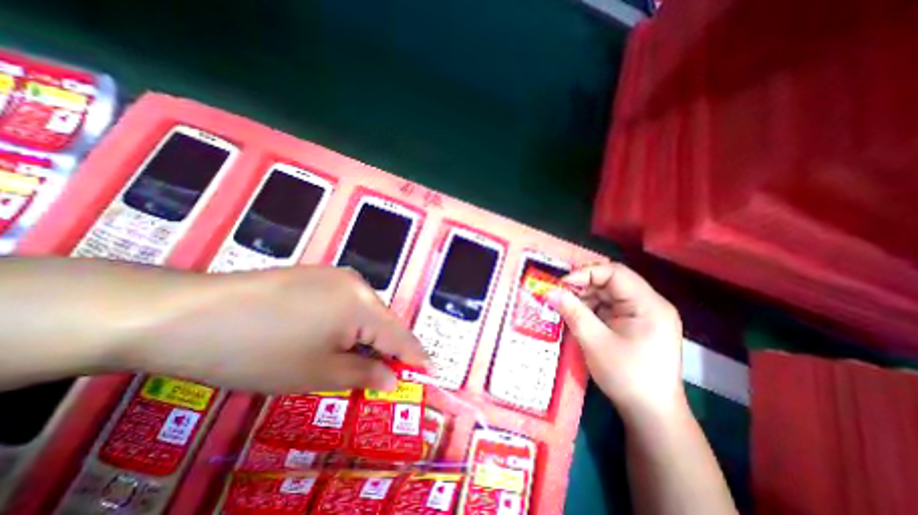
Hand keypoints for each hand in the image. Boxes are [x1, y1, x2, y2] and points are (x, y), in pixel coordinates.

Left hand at [114, 267, 427, 392]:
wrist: (186, 315)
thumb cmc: (259, 351)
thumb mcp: (317, 373)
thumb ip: (364, 375)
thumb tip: (393, 380)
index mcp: (363, 304)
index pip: (401, 336)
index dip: (416, 357)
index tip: (429, 373)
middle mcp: (357, 284)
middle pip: (385, 322)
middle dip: (389, 349)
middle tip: (386, 376)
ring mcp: (337, 275)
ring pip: (367, 311)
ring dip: (368, 336)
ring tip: (359, 360)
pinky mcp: (319, 275)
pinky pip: (348, 302)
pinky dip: (350, 323)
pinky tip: (333, 336)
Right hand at [547, 264, 683, 423]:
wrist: (651, 414)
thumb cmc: (627, 377)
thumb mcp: (595, 342)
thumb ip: (572, 312)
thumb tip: (549, 291)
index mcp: (649, 304)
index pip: (615, 272)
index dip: (586, 273)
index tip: (561, 284)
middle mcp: (649, 304)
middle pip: (612, 281)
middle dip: (583, 286)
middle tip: (559, 294)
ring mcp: (643, 314)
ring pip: (608, 294)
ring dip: (585, 298)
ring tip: (565, 306)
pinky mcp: (634, 323)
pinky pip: (609, 307)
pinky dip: (591, 308)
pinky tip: (577, 316)